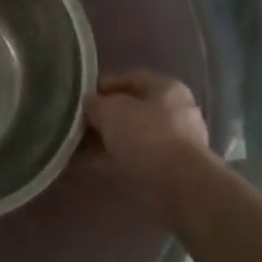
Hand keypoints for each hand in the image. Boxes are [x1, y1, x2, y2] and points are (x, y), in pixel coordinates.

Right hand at [84, 71, 209, 181]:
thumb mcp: (111, 111)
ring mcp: (178, 140)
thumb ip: (96, 103)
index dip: (105, 85)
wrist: (181, 183)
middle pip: (133, 108)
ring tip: (80, 146)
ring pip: (135, 133)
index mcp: (167, 88)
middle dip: (105, 116)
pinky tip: (95, 162)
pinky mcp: (174, 166)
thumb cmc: (146, 135)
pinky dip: (118, 156)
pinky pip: (140, 155)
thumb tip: (90, 102)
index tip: (83, 97)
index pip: (132, 78)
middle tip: (80, 123)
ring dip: (109, 138)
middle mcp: (177, 110)